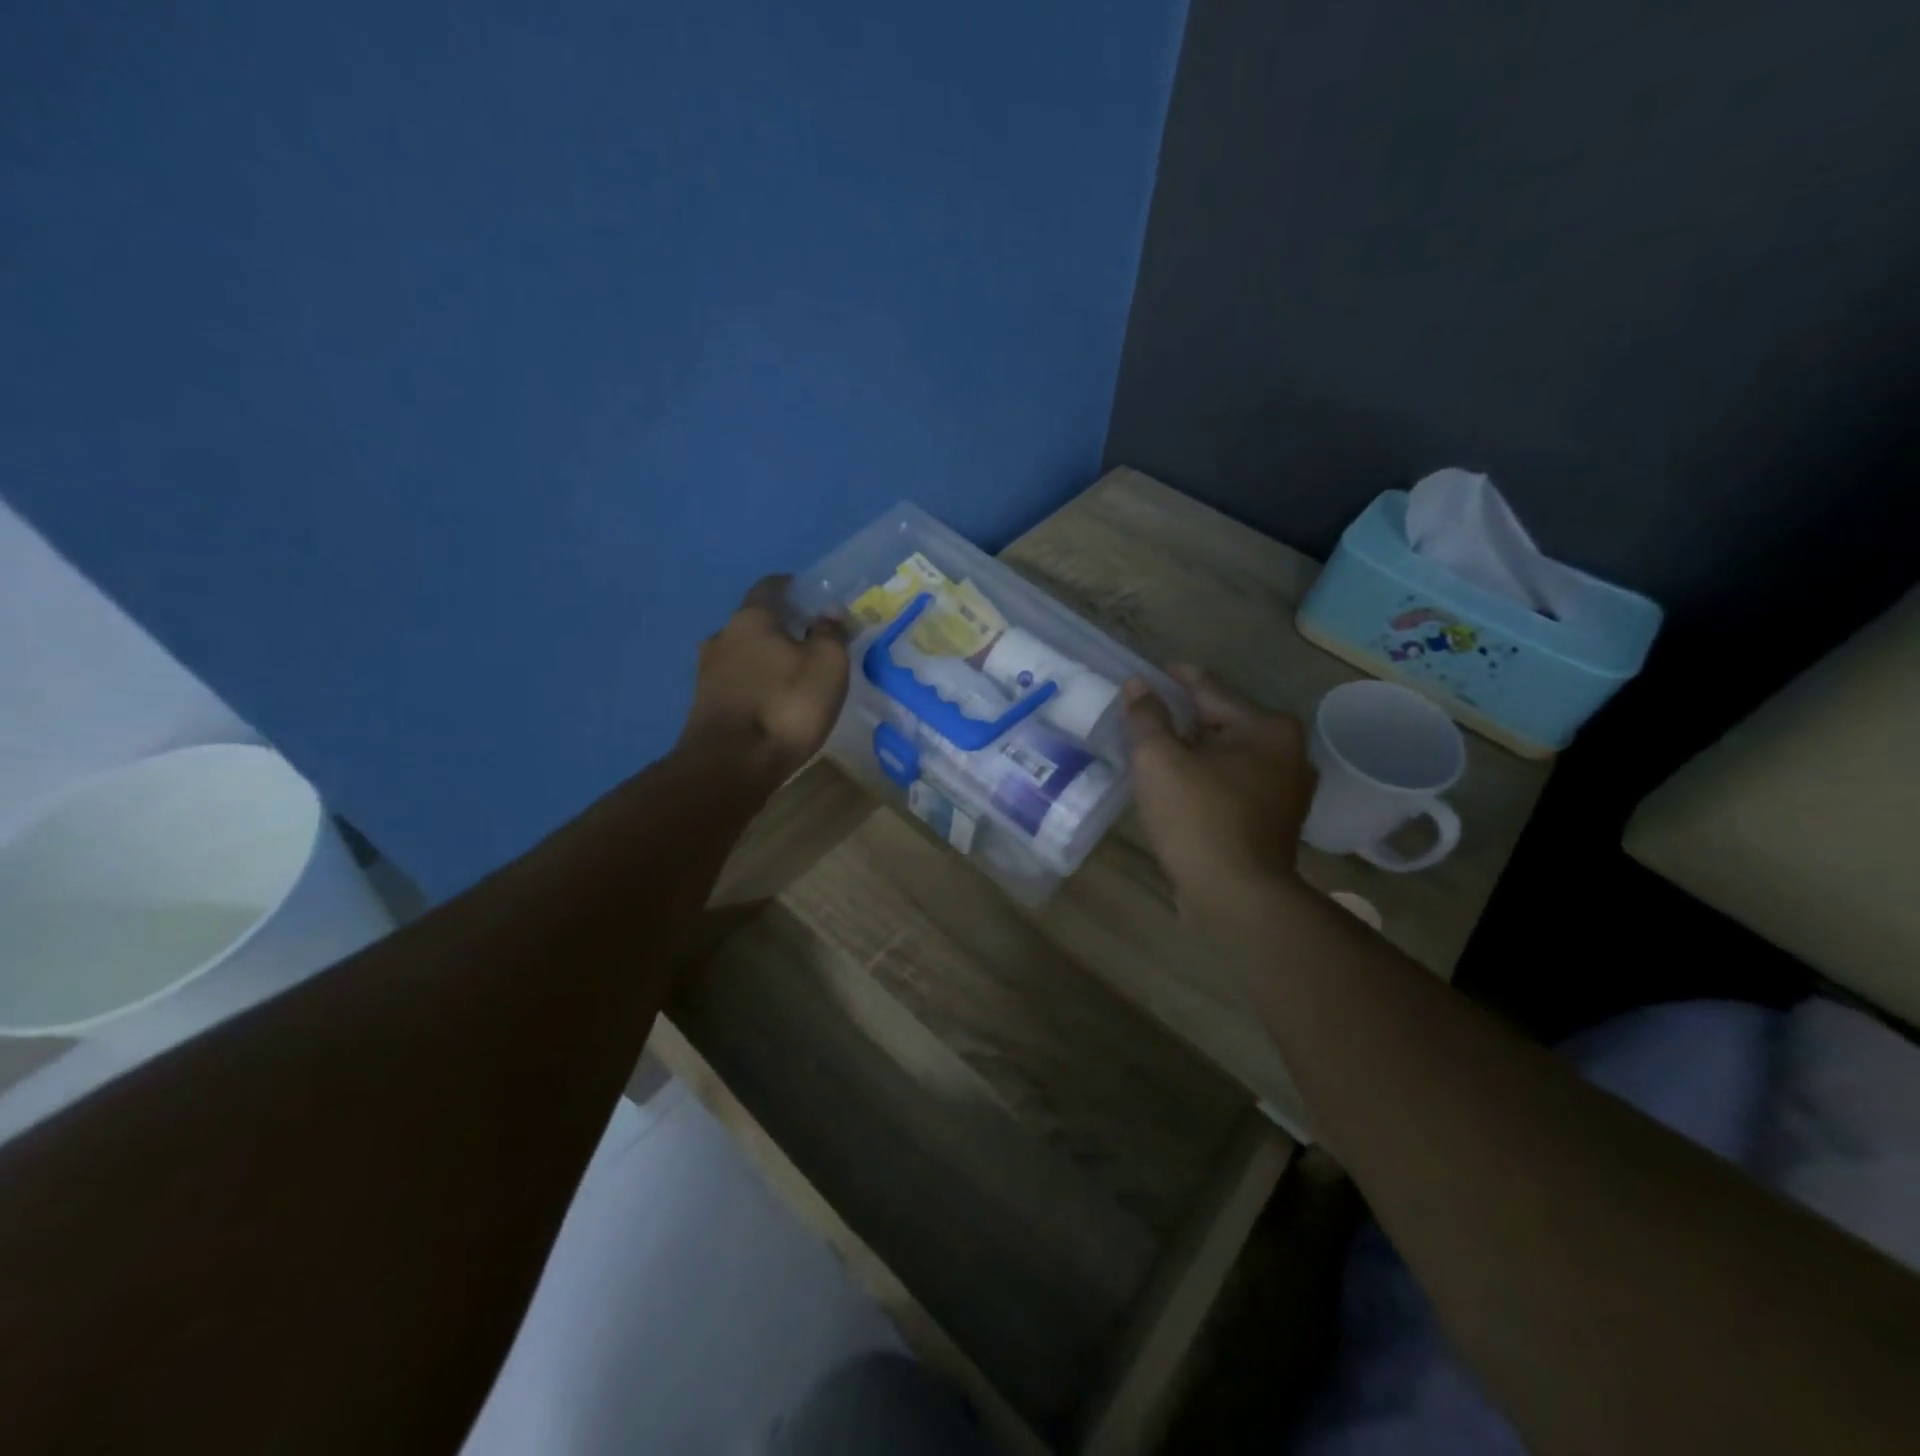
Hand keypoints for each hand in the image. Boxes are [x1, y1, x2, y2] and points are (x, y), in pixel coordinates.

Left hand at [680, 575, 850, 784]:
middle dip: (781, 627)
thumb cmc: (786, 706)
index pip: (770, 587)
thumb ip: (830, 633)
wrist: (731, 766)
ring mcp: (708, 673)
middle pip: (754, 622)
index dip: (792, 587)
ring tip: (794, 675)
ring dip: (766, 659)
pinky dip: (756, 684)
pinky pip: (737, 683)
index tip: (811, 596)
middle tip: (810, 641)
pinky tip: (773, 701)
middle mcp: (722, 636)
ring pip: (743, 654)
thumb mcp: (827, 664)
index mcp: (751, 618)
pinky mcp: (705, 705)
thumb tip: (828, 611)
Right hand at [1122, 666, 1314, 911]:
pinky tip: (1180, 784)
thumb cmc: (1198, 819)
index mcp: (1266, 726)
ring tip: (1155, 749)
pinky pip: (1234, 781)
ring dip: (1194, 749)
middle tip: (1143, 716)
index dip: (1172, 677)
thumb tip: (1137, 686)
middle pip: (1221, 720)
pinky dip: (1207, 776)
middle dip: (1182, 717)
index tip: (1145, 673)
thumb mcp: (1159, 760)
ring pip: (1228, 753)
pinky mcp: (1277, 818)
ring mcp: (1287, 787)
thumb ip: (1146, 717)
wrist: (1238, 897)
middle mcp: (1287, 750)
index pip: (1208, 687)